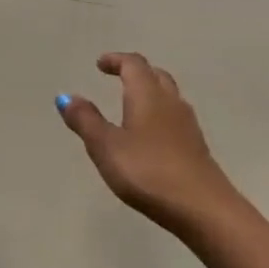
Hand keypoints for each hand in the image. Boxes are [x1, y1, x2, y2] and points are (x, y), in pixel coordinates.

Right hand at [57, 53, 239, 235]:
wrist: (201, 207)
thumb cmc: (147, 172)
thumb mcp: (106, 147)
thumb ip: (86, 121)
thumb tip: (67, 96)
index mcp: (148, 96)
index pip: (134, 65)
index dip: (116, 60)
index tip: (100, 64)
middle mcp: (171, 103)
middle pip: (156, 75)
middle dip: (135, 72)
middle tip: (117, 77)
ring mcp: (188, 125)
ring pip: (169, 96)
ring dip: (149, 92)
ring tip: (131, 104)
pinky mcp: (195, 147)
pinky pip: (174, 118)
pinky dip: (158, 115)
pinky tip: (150, 135)